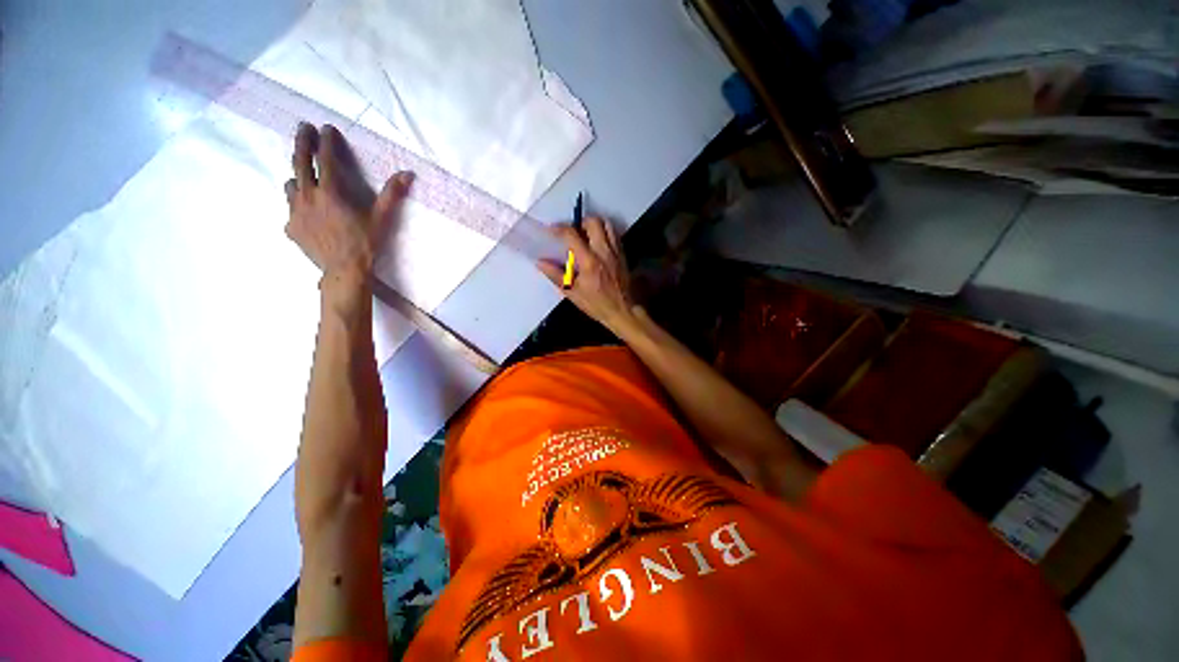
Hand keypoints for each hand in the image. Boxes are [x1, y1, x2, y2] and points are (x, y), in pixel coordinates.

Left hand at [284, 123, 412, 305]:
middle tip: (303, 128)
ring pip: (290, 184)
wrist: (344, 270)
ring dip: (297, 176)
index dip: (326, 141)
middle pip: (299, 162)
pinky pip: (290, 208)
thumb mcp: (382, 218)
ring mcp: (295, 212)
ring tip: (303, 176)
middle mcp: (307, 196)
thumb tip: (408, 174)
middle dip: (301, 142)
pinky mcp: (291, 227)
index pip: (324, 158)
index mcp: (330, 192)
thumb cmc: (365, 243)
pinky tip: (306, 212)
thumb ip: (392, 194)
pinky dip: (297, 204)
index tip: (326, 127)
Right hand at [538, 217, 636, 335]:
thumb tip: (540, 262)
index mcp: (589, 261)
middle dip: (580, 222)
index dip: (559, 228)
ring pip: (607, 224)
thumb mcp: (573, 293)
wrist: (623, 311)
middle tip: (572, 232)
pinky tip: (598, 244)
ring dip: (594, 224)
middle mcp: (604, 251)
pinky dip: (605, 233)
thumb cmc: (597, 305)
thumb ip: (556, 275)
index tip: (551, 230)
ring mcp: (616, 251)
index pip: (572, 234)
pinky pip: (614, 235)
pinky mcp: (623, 254)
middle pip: (593, 222)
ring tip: (585, 235)